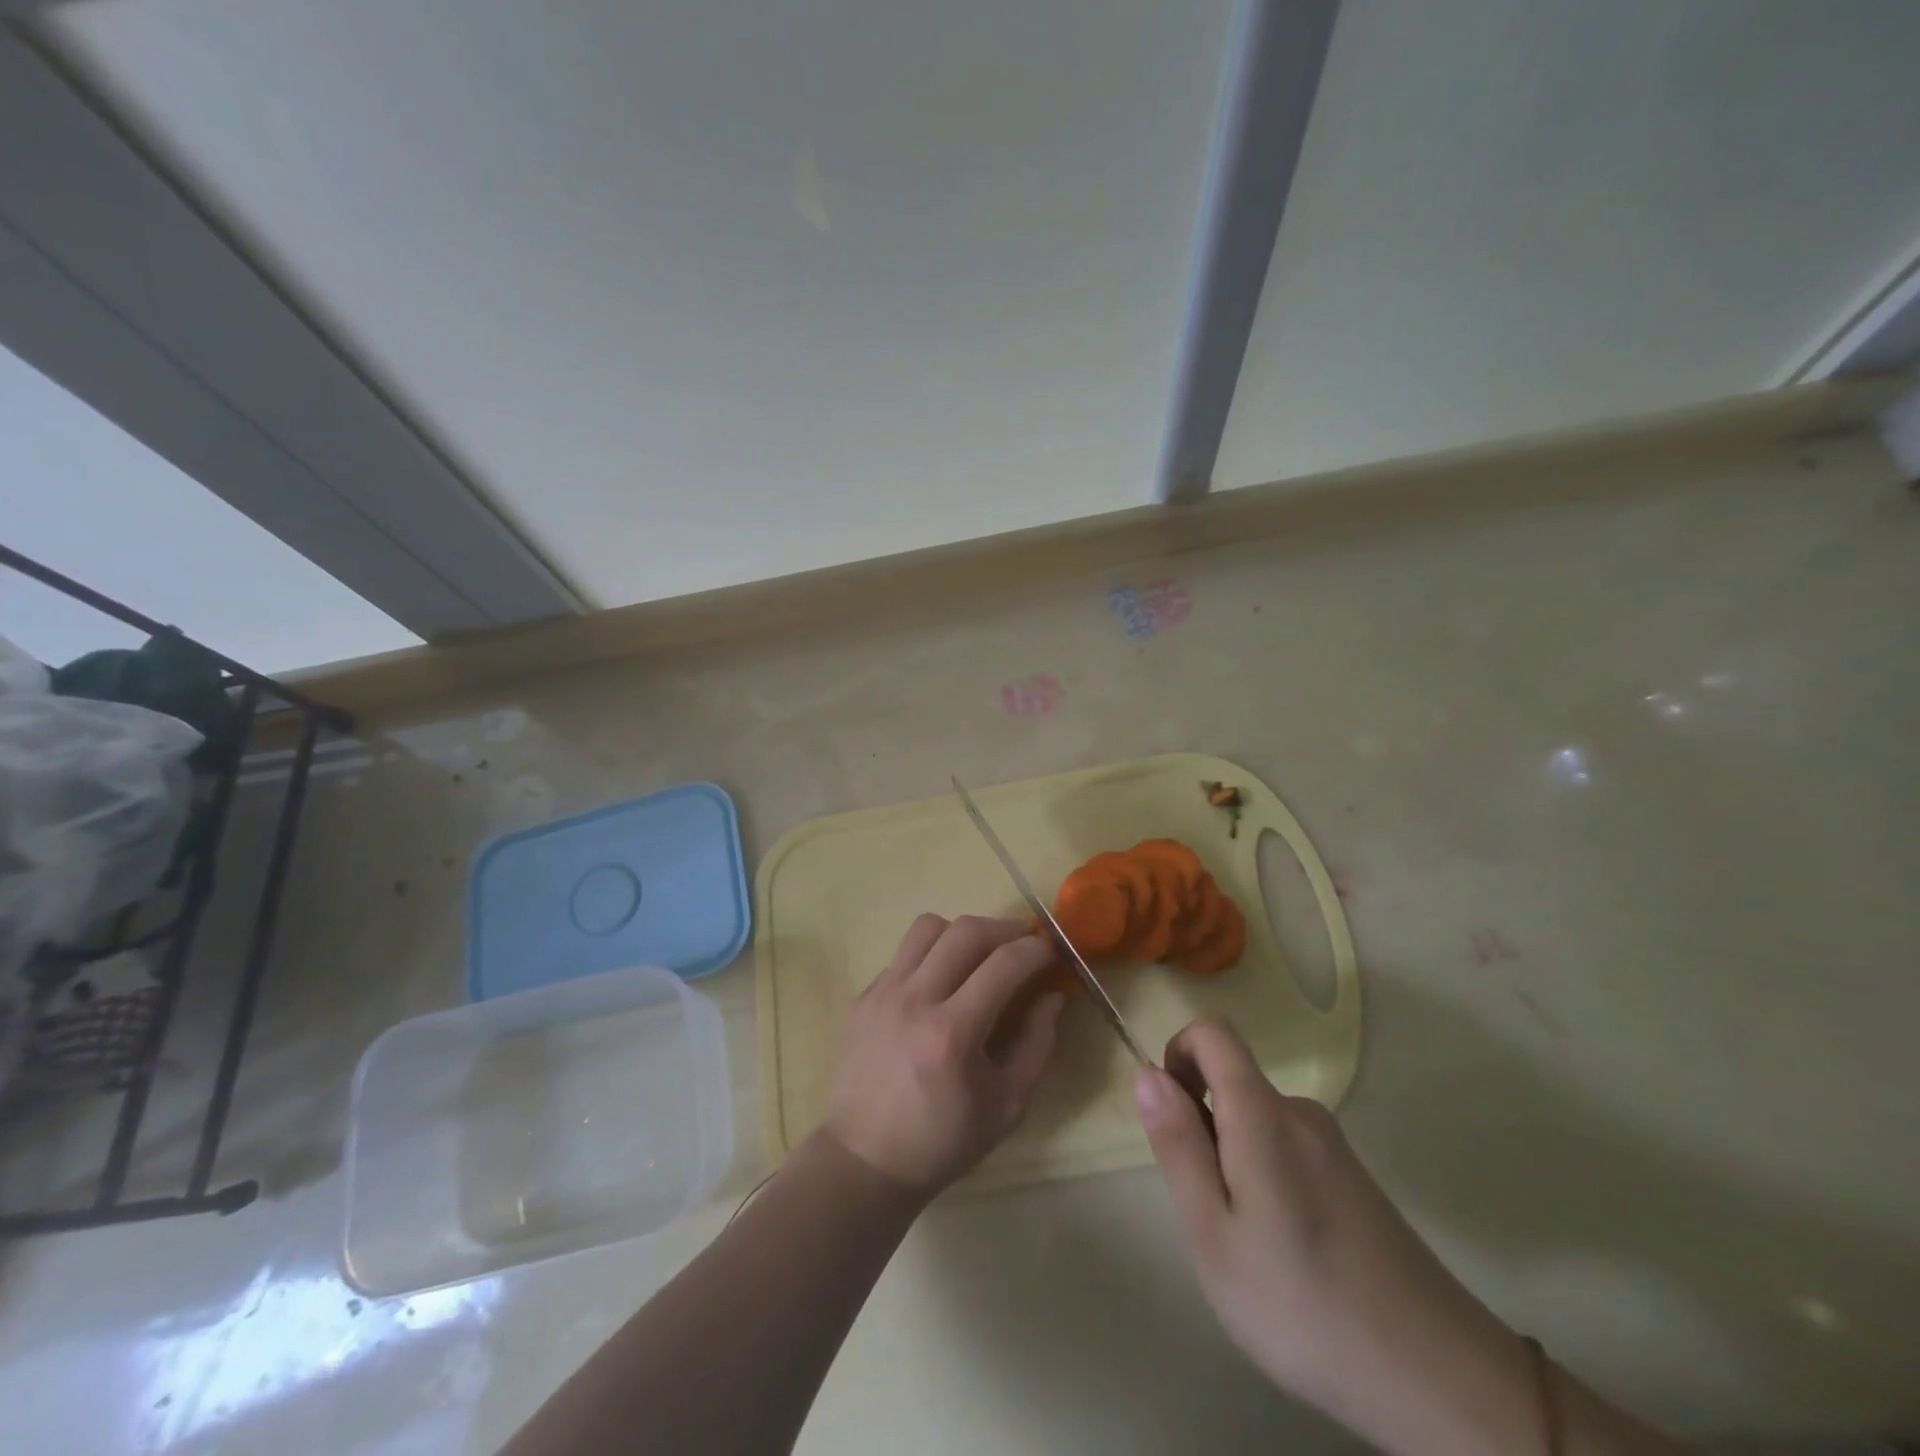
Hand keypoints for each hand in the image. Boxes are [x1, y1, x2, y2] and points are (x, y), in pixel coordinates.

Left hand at [825, 914, 1066, 1193]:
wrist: (864, 1161)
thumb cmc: (942, 1141)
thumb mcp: (1006, 1106)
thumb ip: (1037, 1046)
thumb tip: (1052, 997)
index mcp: (952, 1033)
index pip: (1004, 964)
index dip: (1035, 950)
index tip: (1049, 952)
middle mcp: (915, 1000)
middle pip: (965, 930)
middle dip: (1004, 929)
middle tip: (1021, 944)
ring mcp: (883, 992)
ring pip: (928, 927)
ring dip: (962, 932)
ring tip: (978, 955)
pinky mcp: (864, 995)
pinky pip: (904, 953)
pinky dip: (931, 954)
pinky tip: (941, 983)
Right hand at [1133, 1019, 1543, 1455]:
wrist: (1438, 1381)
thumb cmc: (1302, 1306)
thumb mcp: (1213, 1233)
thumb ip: (1178, 1145)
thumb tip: (1146, 1072)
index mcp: (1263, 1114)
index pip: (1213, 1033)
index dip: (1179, 1054)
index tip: (1172, 1115)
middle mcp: (1300, 1113)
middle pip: (1232, 1082)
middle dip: (1203, 1126)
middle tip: (1210, 1211)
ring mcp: (1332, 1146)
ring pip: (1257, 1122)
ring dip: (1233, 1159)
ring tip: (1250, 1245)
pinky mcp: (1354, 1178)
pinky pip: (1287, 1149)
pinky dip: (1266, 1179)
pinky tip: (1288, 1254)